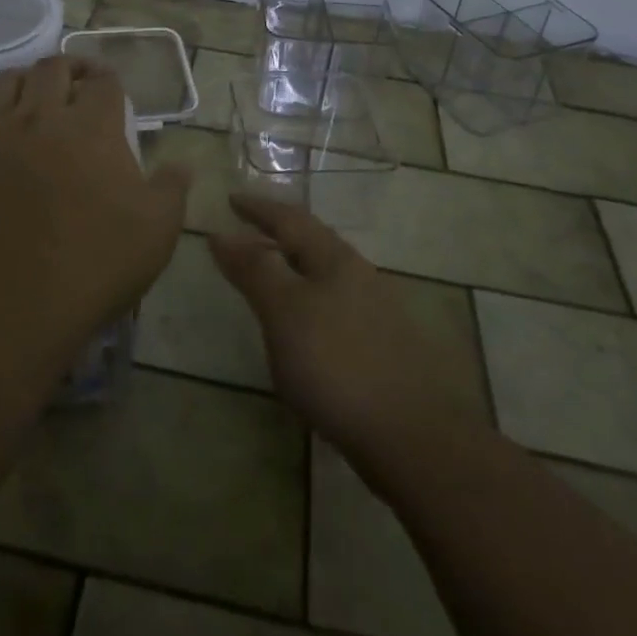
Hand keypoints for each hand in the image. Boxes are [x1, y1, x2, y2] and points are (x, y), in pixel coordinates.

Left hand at [0, 57, 190, 380]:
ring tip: (26, 95)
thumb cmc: (88, 270)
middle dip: (68, 69)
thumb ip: (172, 191)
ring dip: (20, 80)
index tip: (110, 90)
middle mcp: (39, 116)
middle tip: (74, 84)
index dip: (109, 80)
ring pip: (2, 80)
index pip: (104, 82)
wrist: (2, 310)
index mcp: (91, 128)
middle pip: (52, 68)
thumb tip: (183, 164)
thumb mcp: (155, 236)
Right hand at [210, 195, 480, 479]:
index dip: (258, 208)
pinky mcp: (384, 347)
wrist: (414, 437)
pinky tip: (305, 325)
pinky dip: (311, 300)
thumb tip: (222, 233)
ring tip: (272, 273)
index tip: (231, 198)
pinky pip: (336, 305)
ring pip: (327, 274)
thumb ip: (254, 271)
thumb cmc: (338, 364)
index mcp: (334, 259)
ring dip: (296, 266)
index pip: (290, 219)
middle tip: (248, 230)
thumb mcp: (284, 312)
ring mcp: (377, 311)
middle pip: (313, 242)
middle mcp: (359, 274)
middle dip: (280, 232)